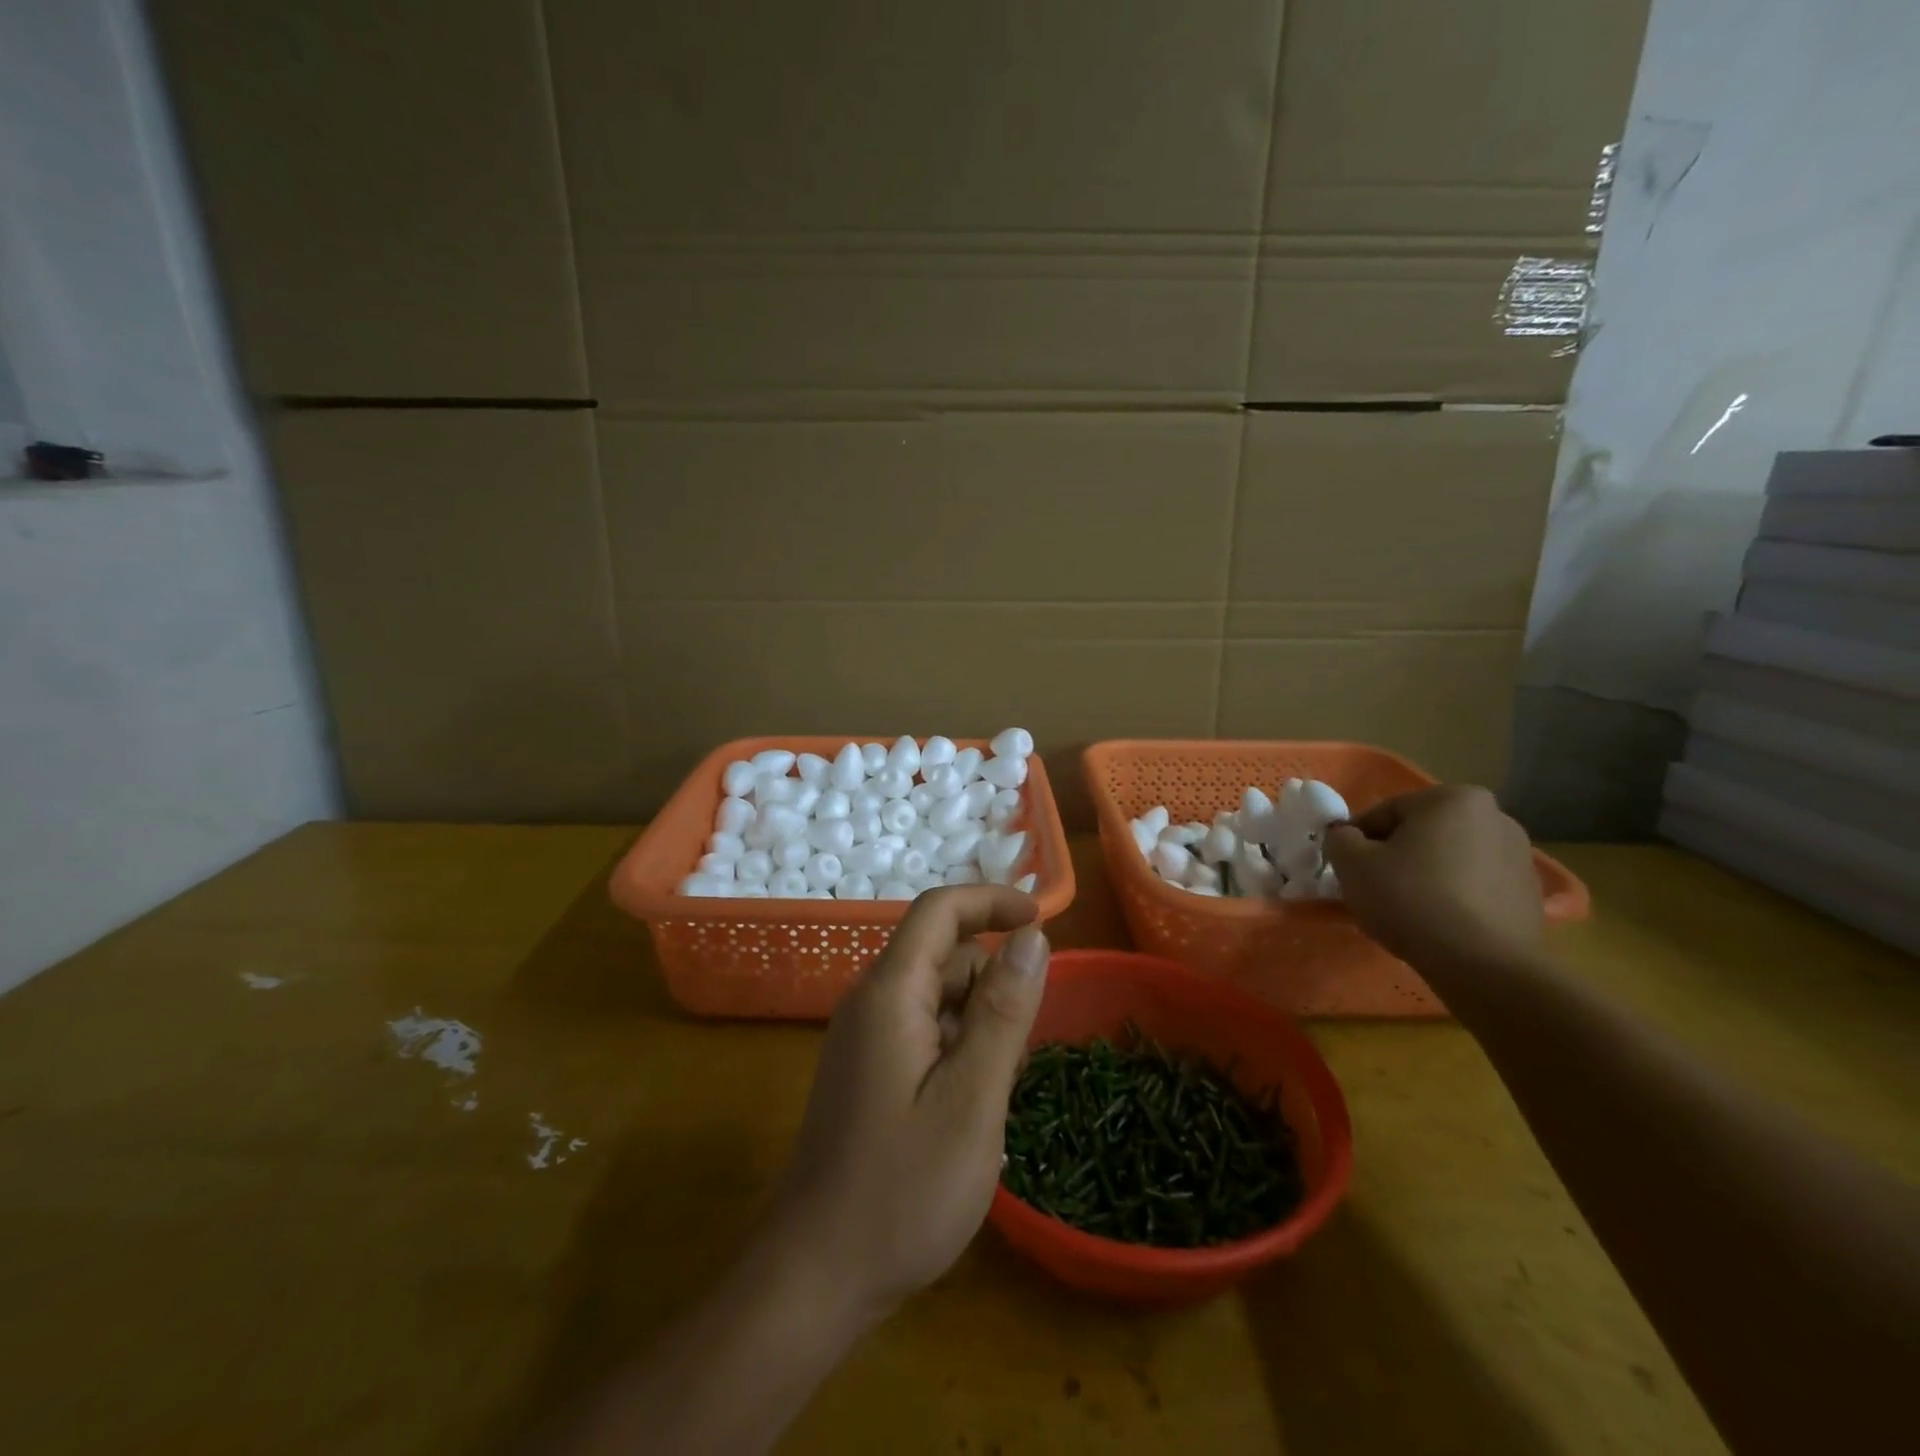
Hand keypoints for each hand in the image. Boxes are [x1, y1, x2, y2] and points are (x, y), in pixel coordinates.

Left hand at [763, 886, 1050, 1321]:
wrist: (815, 1277)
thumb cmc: (901, 1191)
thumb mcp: (971, 1100)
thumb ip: (1003, 1013)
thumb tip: (1032, 937)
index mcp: (890, 993)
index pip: (939, 911)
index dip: (991, 901)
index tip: (1042, 920)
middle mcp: (870, 1002)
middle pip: (941, 954)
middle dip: (991, 981)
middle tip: (1021, 1051)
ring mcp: (864, 1038)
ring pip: (936, 996)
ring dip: (977, 1020)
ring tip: (997, 1090)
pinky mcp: (866, 1070)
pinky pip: (922, 1030)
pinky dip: (957, 1046)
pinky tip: (970, 1105)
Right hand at [1324, 784, 1542, 970]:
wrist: (1482, 965)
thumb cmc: (1410, 899)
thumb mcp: (1351, 863)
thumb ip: (1339, 839)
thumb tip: (1346, 837)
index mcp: (1452, 798)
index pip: (1385, 813)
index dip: (1358, 840)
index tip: (1347, 868)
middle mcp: (1495, 817)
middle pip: (1421, 833)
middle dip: (1395, 856)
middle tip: (1374, 888)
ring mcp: (1519, 856)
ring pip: (1449, 859)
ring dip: (1424, 875)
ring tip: (1405, 910)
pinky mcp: (1529, 894)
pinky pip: (1474, 886)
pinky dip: (1453, 897)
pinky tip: (1437, 924)